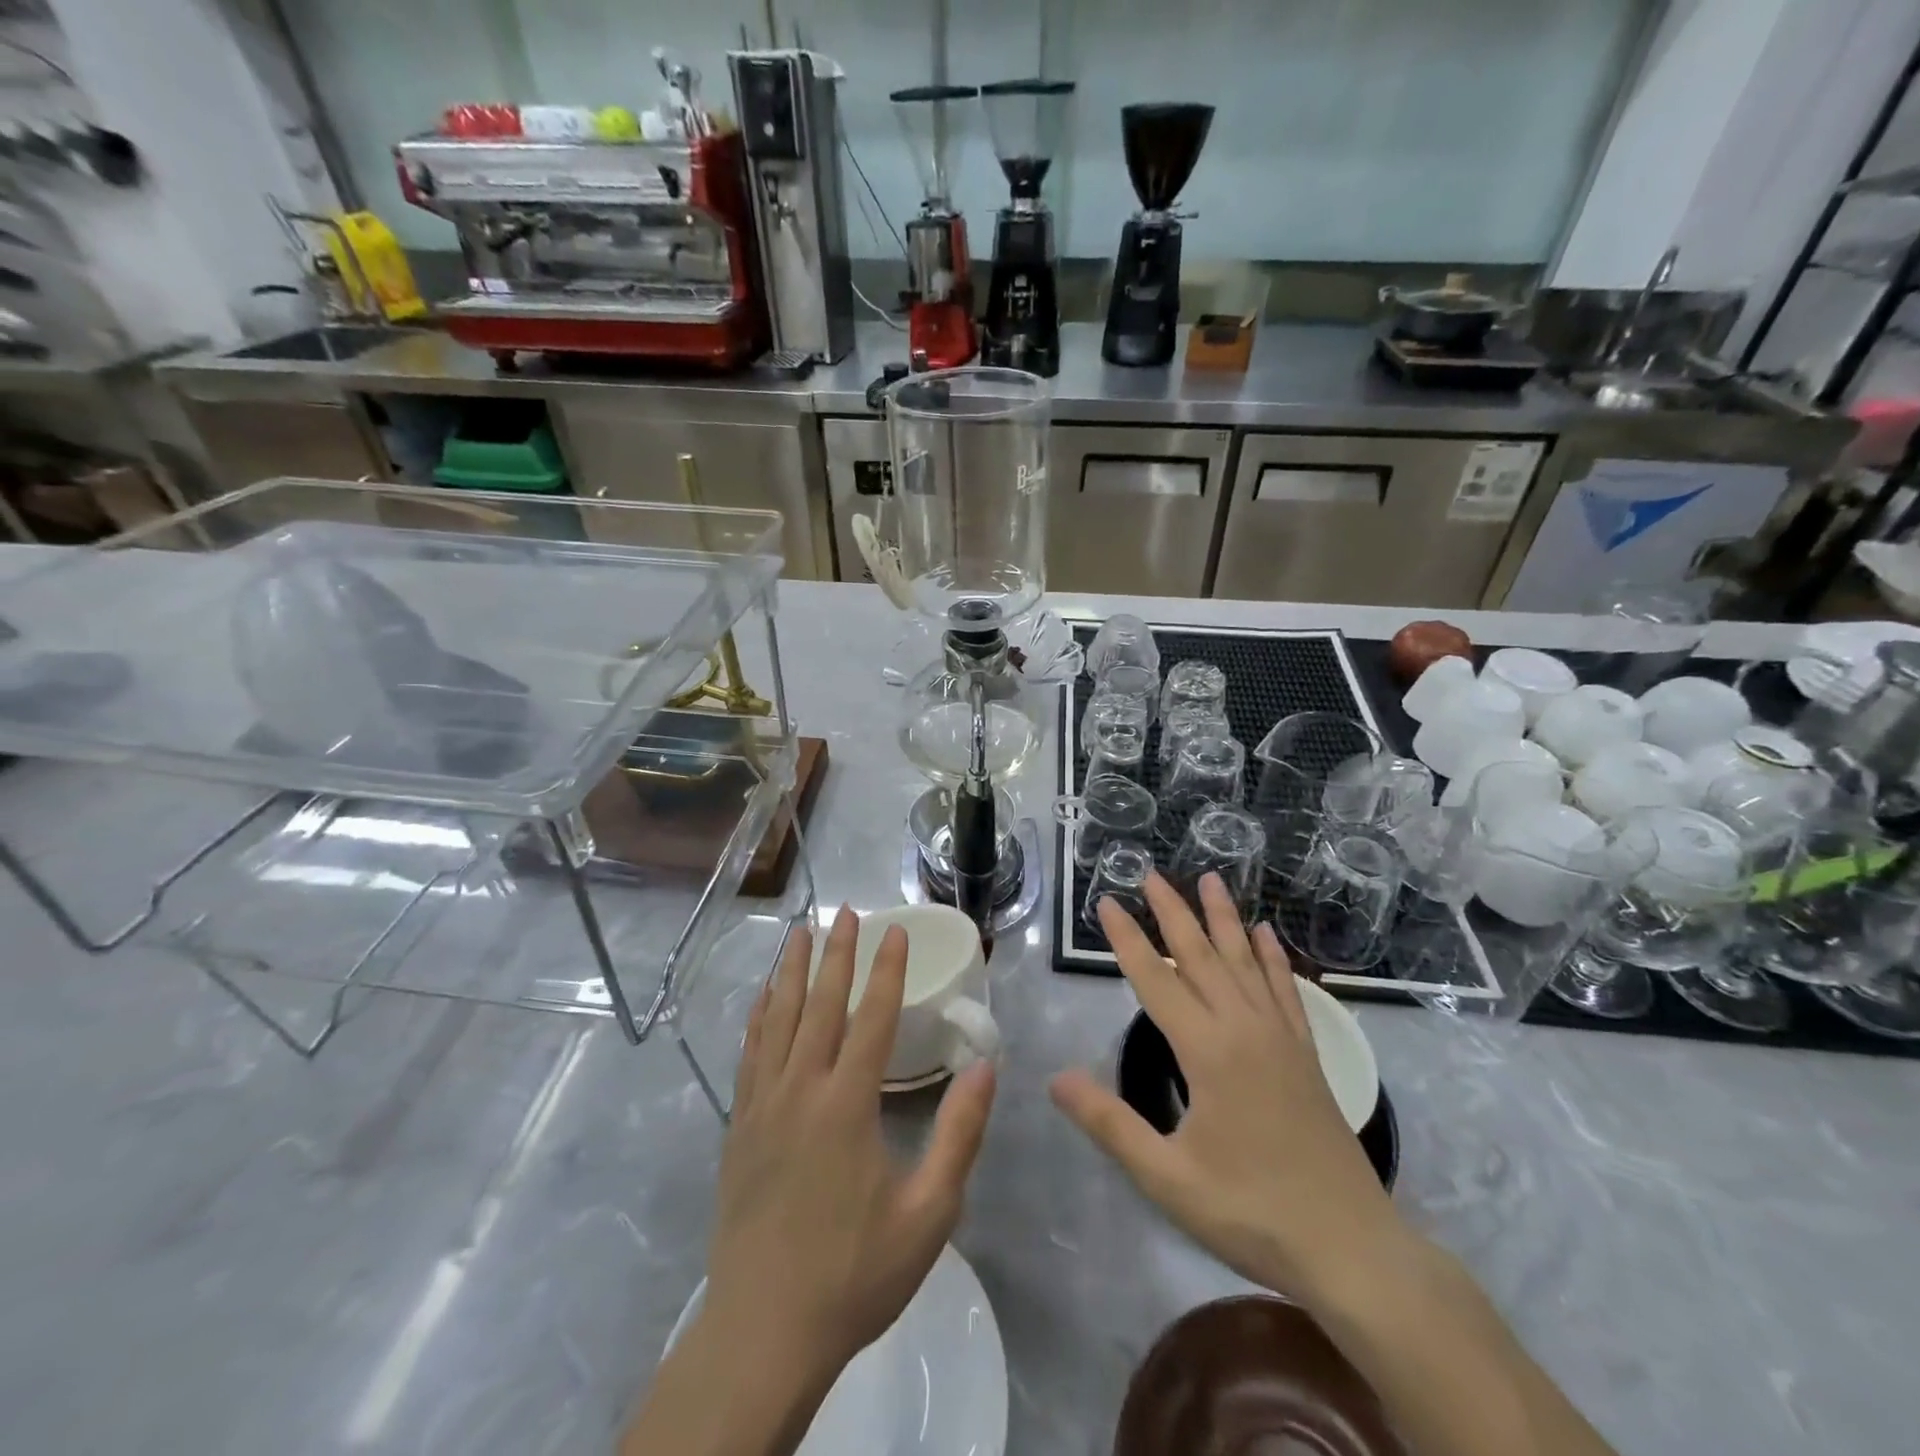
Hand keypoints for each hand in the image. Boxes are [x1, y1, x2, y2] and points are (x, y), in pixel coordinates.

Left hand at [702, 905, 997, 1386]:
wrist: (763, 1332)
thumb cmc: (854, 1273)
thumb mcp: (929, 1213)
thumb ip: (960, 1134)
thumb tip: (986, 1066)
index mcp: (847, 1104)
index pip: (872, 1016)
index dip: (886, 968)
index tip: (893, 928)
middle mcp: (800, 1089)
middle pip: (819, 1003)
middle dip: (835, 952)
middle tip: (844, 910)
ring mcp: (762, 1104)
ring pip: (777, 1019)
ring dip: (791, 971)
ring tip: (798, 932)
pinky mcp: (739, 1126)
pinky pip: (749, 1052)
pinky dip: (759, 1015)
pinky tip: (763, 998)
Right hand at [1050, 873, 1400, 1301]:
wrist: (1351, 1248)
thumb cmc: (1251, 1213)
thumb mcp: (1167, 1177)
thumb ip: (1110, 1123)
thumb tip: (1055, 1078)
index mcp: (1207, 1051)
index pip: (1154, 979)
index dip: (1126, 939)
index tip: (1105, 902)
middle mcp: (1244, 1028)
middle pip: (1200, 955)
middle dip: (1171, 911)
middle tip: (1150, 874)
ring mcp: (1280, 1037)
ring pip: (1245, 961)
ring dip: (1223, 918)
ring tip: (1210, 878)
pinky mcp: (1306, 1054)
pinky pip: (1286, 989)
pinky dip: (1273, 957)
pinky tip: (1266, 933)